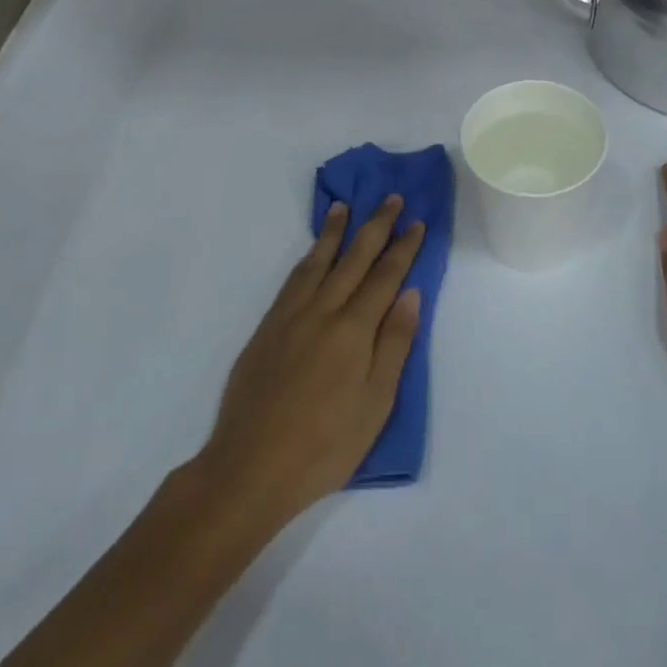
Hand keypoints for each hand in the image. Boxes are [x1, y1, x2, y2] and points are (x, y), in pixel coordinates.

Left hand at [194, 197, 424, 529]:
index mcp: (354, 330)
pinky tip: (312, 252)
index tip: (417, 222)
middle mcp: (323, 311)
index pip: (385, 276)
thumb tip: (411, 293)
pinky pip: (293, 279)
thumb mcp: (375, 404)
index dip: (403, 247)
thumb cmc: (324, 446)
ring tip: (344, 206)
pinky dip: (308, 257)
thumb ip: (394, 344)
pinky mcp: (267, 328)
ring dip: (334, 231)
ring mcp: (290, 316)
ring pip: (318, 261)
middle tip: (390, 198)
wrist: (249, 468)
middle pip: (354, 258)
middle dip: (375, 226)